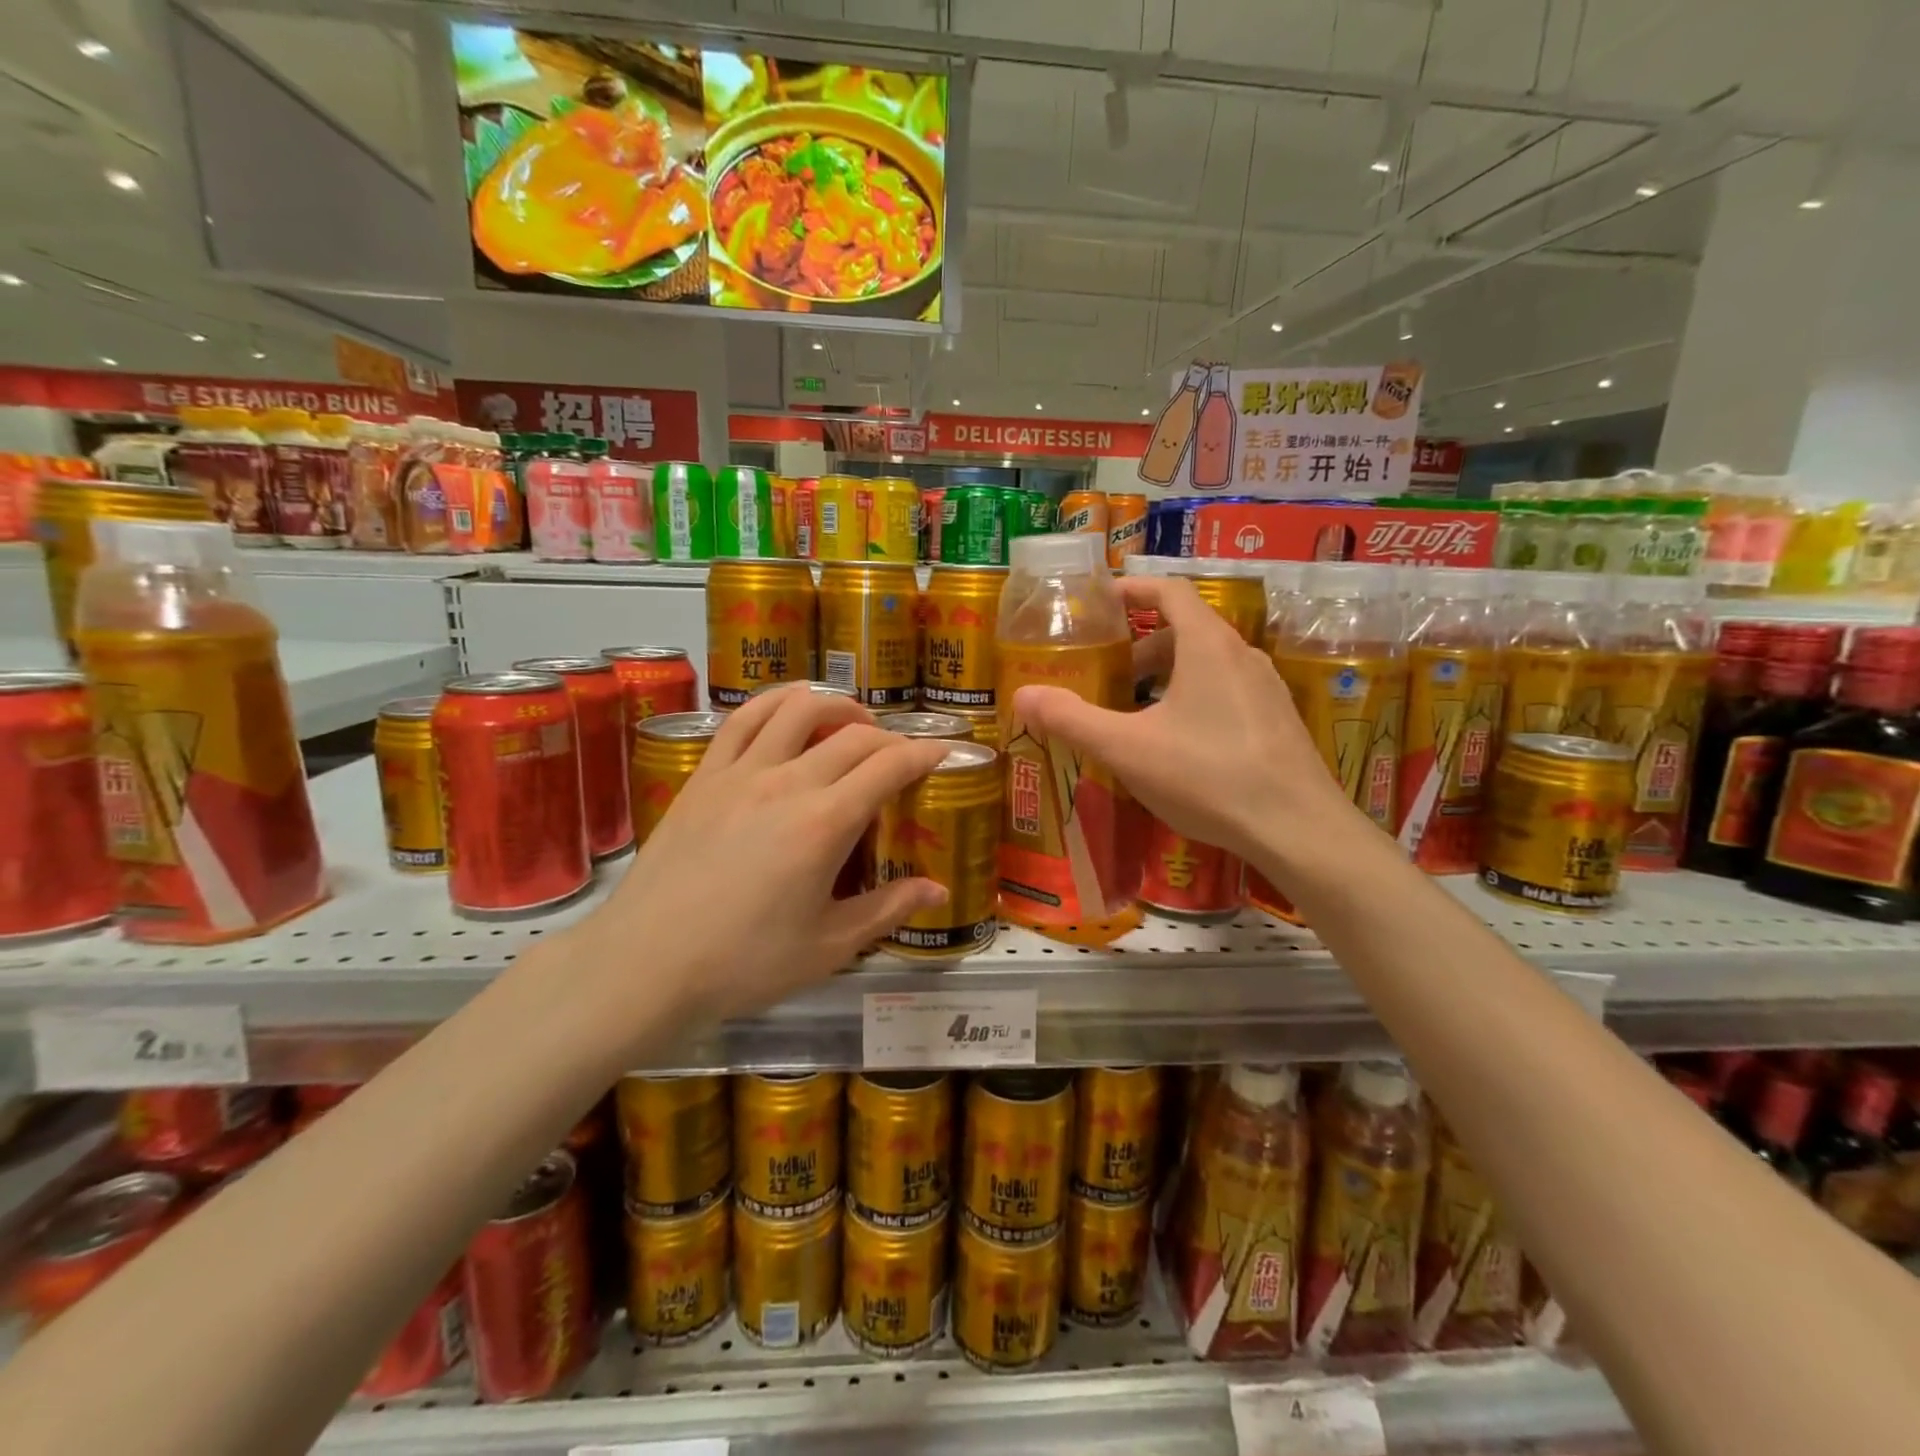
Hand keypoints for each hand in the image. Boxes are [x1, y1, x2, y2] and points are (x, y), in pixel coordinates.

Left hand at [572, 687, 950, 1028]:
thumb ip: (888, 909)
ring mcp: (740, 771)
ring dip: (837, 704)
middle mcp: (787, 782)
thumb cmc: (744, 963)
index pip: (889, 765)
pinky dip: (777, 702)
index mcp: (825, 823)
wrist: (646, 964)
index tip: (944, 752)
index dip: (925, 752)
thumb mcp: (829, 946)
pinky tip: (790, 711)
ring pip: (798, 708)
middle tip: (902, 755)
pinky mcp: (705, 774)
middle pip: (853, 734)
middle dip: (890, 736)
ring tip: (852, 722)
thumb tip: (939, 890)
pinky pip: (744, 718)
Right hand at [1012, 575, 1361, 866]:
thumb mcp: (1127, 748)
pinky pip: (1226, 691)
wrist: (1297, 830)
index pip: (1169, 590)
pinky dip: (1193, 698)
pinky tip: (1176, 744)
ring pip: (1207, 664)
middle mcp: (1242, 655)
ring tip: (1134, 711)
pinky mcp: (1277, 721)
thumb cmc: (1207, 776)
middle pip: (1186, 629)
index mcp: (1208, 644)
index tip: (1098, 601)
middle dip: (1141, 645)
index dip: (1132, 589)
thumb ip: (1071, 719)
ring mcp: (1266, 688)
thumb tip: (1022, 696)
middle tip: (1106, 671)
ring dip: (1166, 675)